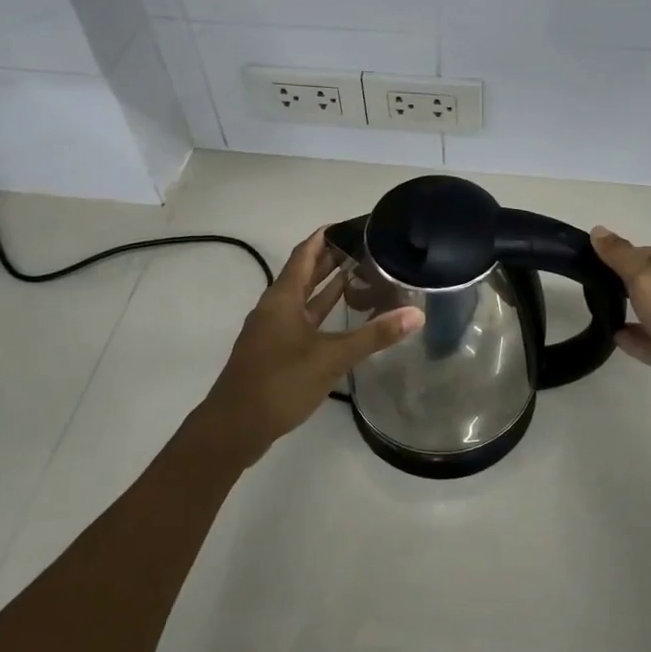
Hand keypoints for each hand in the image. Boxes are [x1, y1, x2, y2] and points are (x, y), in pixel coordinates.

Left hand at [195, 228, 422, 466]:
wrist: (234, 428)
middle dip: (332, 258)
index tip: (353, 223)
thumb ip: (374, 335)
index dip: (326, 235)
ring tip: (362, 273)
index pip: (306, 253)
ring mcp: (273, 330)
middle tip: (367, 246)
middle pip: (305, 273)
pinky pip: (303, 320)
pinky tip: (344, 318)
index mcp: (283, 298)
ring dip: (328, 285)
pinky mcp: (275, 351)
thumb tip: (416, 314)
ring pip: (304, 298)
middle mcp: (275, 307)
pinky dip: (323, 312)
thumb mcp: (331, 358)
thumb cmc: (280, 382)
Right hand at [590, 227, 650, 436]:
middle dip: (628, 282)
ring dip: (633, 310)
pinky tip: (614, 336)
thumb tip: (598, 231)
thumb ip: (621, 255)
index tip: (596, 260)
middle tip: (595, 284)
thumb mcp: (647, 278)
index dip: (626, 254)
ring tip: (600, 308)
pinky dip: (636, 338)